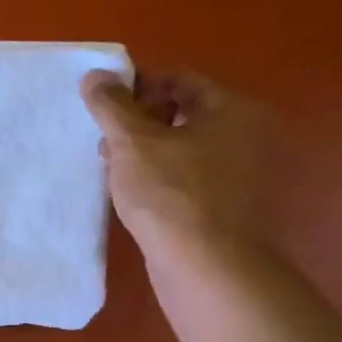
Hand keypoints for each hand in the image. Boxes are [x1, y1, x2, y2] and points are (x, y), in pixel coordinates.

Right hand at [81, 68, 265, 253]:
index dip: (137, 87)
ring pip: (181, 147)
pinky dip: (159, 177)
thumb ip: (111, 104)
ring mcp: (240, 174)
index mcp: (233, 110)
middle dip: (137, 122)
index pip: (179, 79)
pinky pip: (186, 176)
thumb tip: (95, 74)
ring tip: (113, 170)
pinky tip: (132, 194)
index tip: (104, 109)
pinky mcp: (227, 206)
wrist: (205, 267)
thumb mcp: (132, 141)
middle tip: (106, 142)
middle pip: (181, 112)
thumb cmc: (171, 194)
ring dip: (144, 151)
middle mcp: (246, 136)